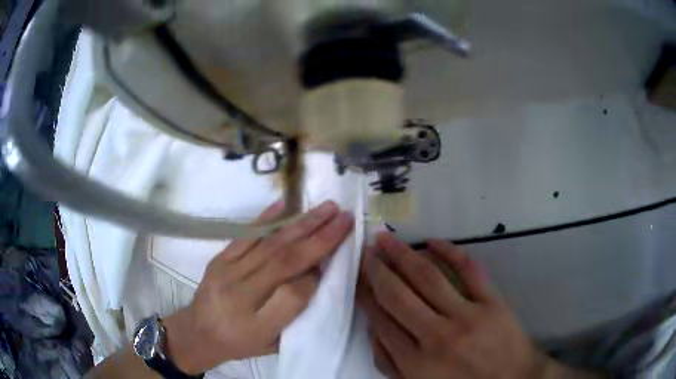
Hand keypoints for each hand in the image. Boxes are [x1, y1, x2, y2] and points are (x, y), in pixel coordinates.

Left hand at [163, 200, 353, 374]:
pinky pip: (244, 236)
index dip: (315, 276)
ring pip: (269, 244)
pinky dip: (266, 219)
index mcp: (257, 326)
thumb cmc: (240, 342)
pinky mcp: (218, 259)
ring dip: (301, 224)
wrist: (198, 332)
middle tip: (344, 217)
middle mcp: (240, 296)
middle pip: (284, 262)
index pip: (293, 295)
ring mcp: (226, 273)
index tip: (330, 263)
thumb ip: (293, 313)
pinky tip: (284, 205)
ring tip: (326, 208)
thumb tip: (313, 274)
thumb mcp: (272, 343)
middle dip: (319, 238)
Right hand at [358, 234, 564, 378]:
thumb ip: (391, 364)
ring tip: (385, 238)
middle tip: (365, 251)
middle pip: (398, 295)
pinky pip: (469, 270)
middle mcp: (436, 336)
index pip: (381, 320)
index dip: (365, 294)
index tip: (356, 276)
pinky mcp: (491, 302)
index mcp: (416, 362)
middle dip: (376, 270)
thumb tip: (373, 330)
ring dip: (403, 254)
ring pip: (428, 277)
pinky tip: (432, 241)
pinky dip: (450, 252)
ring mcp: (466, 316)